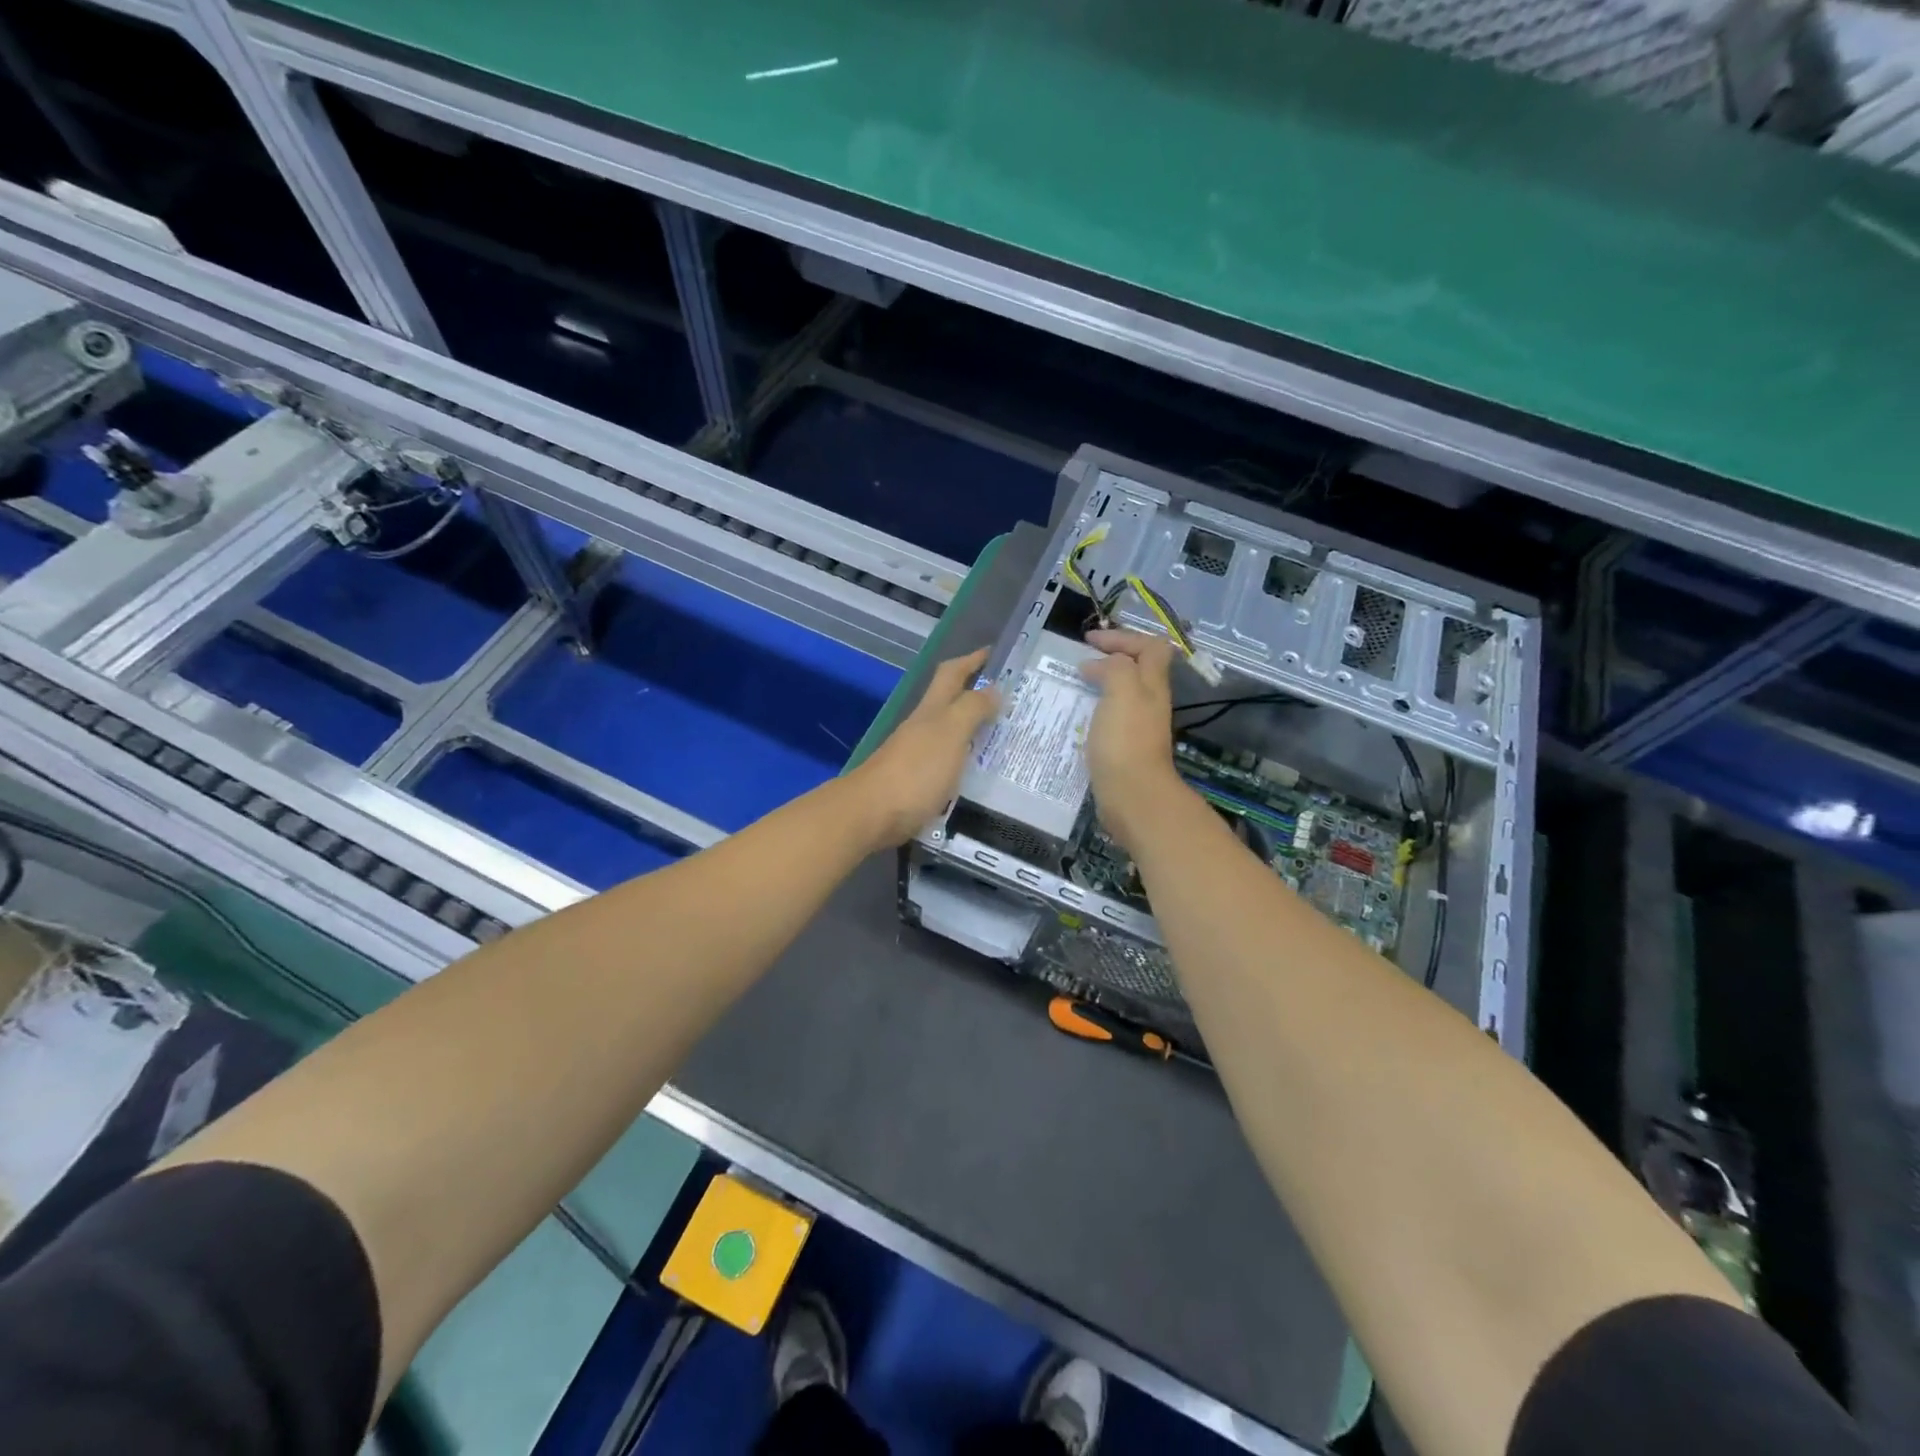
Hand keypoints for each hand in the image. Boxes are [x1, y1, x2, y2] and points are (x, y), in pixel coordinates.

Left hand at [843, 647, 1000, 849]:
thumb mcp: (949, 733)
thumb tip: (994, 688)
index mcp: (931, 711)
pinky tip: (976, 774)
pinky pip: (945, 763)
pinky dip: (963, 760)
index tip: (993, 653)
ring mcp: (915, 756)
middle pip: (948, 702)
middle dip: (974, 694)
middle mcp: (921, 728)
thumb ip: (971, 709)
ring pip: (947, 733)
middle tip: (1009, 700)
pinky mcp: (913, 784)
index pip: (952, 674)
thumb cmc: (915, 771)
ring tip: (1001, 738)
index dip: (971, 661)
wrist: (870, 815)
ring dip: (971, 729)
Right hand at [1080, 630, 1190, 853]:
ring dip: (1100, 684)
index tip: (1089, 642)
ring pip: (1123, 693)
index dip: (1122, 636)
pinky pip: (1110, 717)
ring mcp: (1138, 727)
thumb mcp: (1122, 690)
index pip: (1150, 646)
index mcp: (1152, 685)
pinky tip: (1074, 718)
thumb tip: (1097, 665)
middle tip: (1080, 661)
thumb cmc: (1126, 740)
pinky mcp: (1124, 748)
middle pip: (1138, 669)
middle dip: (1111, 659)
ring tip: (1072, 687)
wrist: (1133, 796)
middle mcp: (1150, 702)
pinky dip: (1094, 710)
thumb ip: (1114, 667)